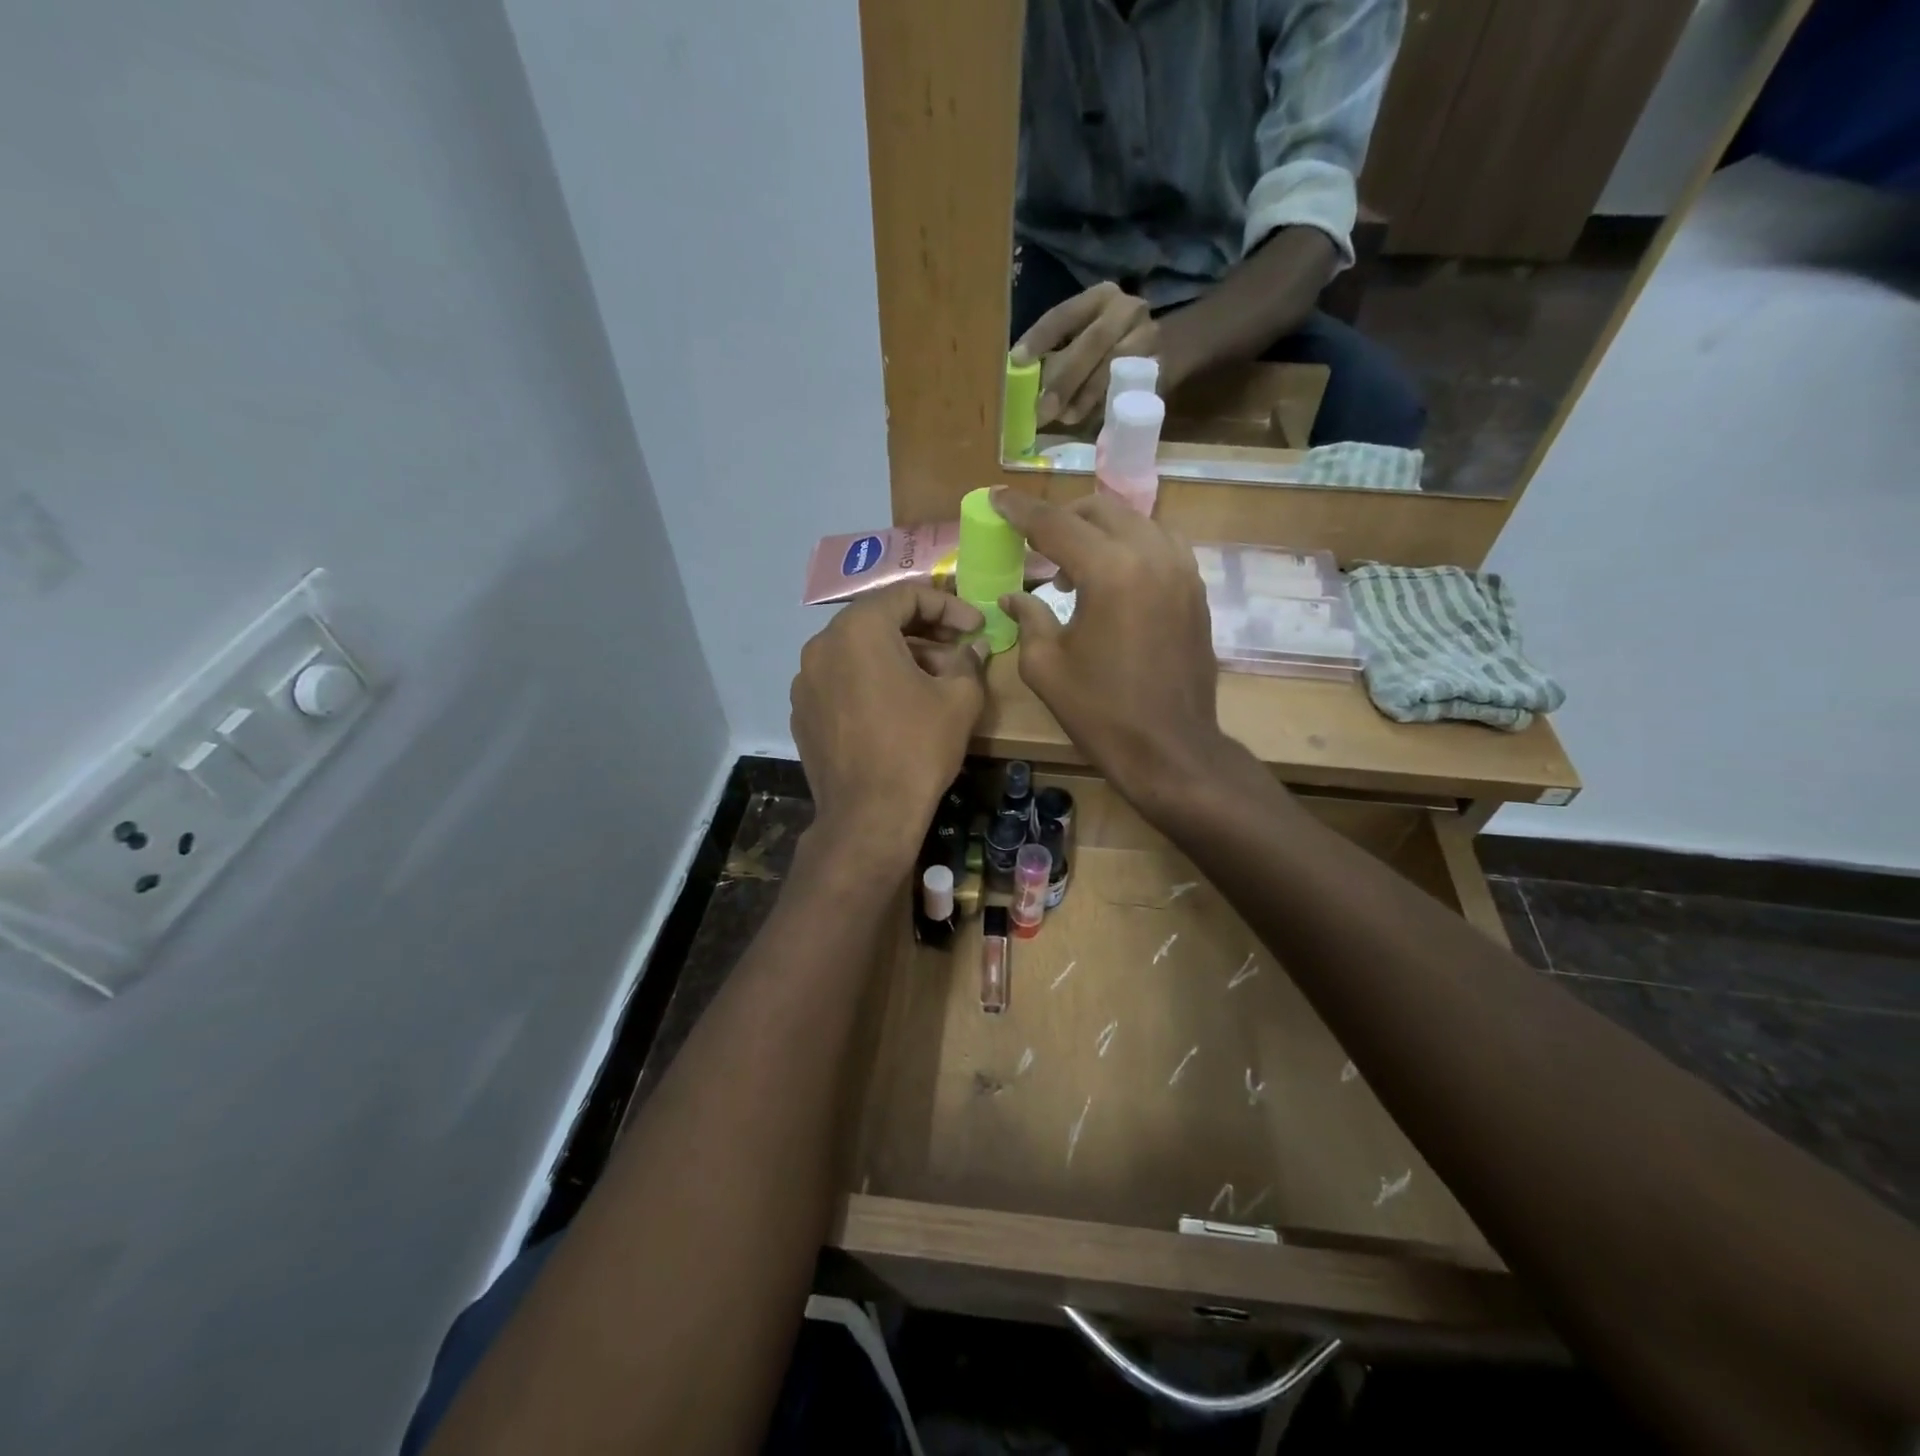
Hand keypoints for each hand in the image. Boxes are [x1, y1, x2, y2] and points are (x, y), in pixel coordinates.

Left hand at [790, 586, 987, 871]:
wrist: (868, 817)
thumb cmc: (917, 748)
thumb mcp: (959, 699)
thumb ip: (969, 661)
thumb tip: (974, 647)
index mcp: (858, 629)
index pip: (907, 595)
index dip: (949, 605)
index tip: (976, 627)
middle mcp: (822, 645)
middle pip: (879, 621)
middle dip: (924, 631)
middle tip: (959, 650)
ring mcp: (806, 681)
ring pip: (859, 652)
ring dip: (899, 657)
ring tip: (934, 681)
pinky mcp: (803, 713)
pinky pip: (842, 682)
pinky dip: (872, 682)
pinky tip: (898, 708)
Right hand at [990, 488, 1227, 808]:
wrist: (1171, 749)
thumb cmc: (1101, 712)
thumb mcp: (1046, 667)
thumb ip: (1028, 618)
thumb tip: (1013, 596)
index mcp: (1110, 571)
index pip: (1056, 524)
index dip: (1020, 510)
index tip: (996, 499)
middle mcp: (1151, 555)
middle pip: (1100, 510)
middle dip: (1062, 518)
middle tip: (1034, 544)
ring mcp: (1181, 570)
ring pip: (1134, 521)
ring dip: (1098, 531)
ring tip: (1072, 566)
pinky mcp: (1195, 590)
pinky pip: (1159, 545)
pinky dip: (1129, 548)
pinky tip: (1111, 579)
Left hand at [1014, 281, 1158, 427]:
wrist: (1161, 349)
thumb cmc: (1104, 347)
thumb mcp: (1078, 339)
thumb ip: (1053, 355)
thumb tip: (1021, 378)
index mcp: (1099, 297)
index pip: (1063, 315)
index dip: (1039, 339)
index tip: (1017, 362)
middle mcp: (1127, 310)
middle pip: (1093, 342)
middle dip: (1065, 378)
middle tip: (1043, 409)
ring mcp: (1148, 337)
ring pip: (1114, 366)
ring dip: (1086, 396)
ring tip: (1065, 417)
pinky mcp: (1161, 366)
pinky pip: (1130, 387)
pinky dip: (1106, 405)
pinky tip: (1089, 418)